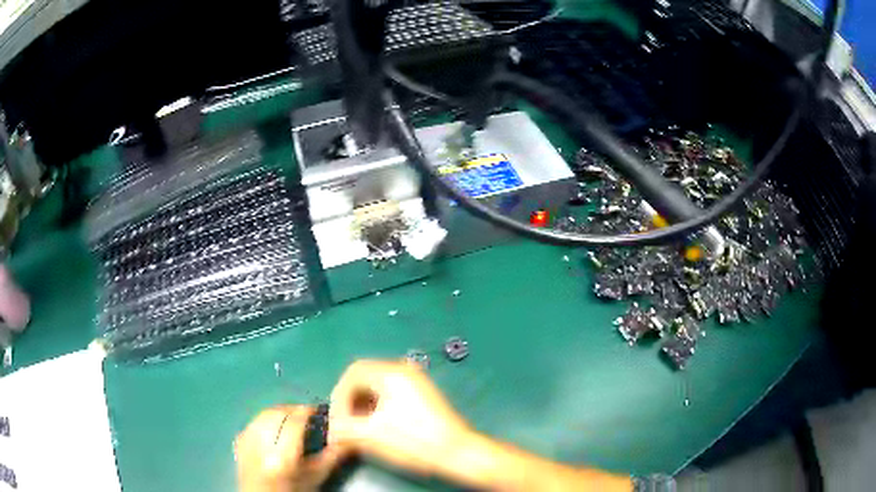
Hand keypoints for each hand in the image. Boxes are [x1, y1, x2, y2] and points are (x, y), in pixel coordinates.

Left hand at [235, 405, 346, 491]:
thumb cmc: (294, 491)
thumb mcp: (316, 477)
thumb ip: (332, 457)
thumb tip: (347, 437)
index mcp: (282, 457)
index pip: (294, 422)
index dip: (307, 411)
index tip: (318, 409)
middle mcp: (261, 446)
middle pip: (276, 414)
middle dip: (293, 410)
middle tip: (307, 414)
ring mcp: (246, 443)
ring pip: (262, 414)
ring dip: (279, 412)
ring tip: (292, 419)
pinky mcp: (238, 442)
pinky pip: (253, 422)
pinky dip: (265, 419)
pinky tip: (274, 427)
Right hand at [327, 359, 473, 477]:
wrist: (457, 452)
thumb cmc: (414, 441)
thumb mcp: (372, 435)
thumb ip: (344, 429)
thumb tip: (330, 431)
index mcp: (392, 373)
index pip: (353, 372)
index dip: (339, 395)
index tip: (337, 419)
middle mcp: (404, 371)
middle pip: (365, 378)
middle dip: (350, 401)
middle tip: (345, 424)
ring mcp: (416, 383)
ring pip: (378, 388)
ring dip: (363, 406)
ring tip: (359, 429)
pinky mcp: (422, 396)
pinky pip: (391, 395)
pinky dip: (378, 408)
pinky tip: (376, 427)